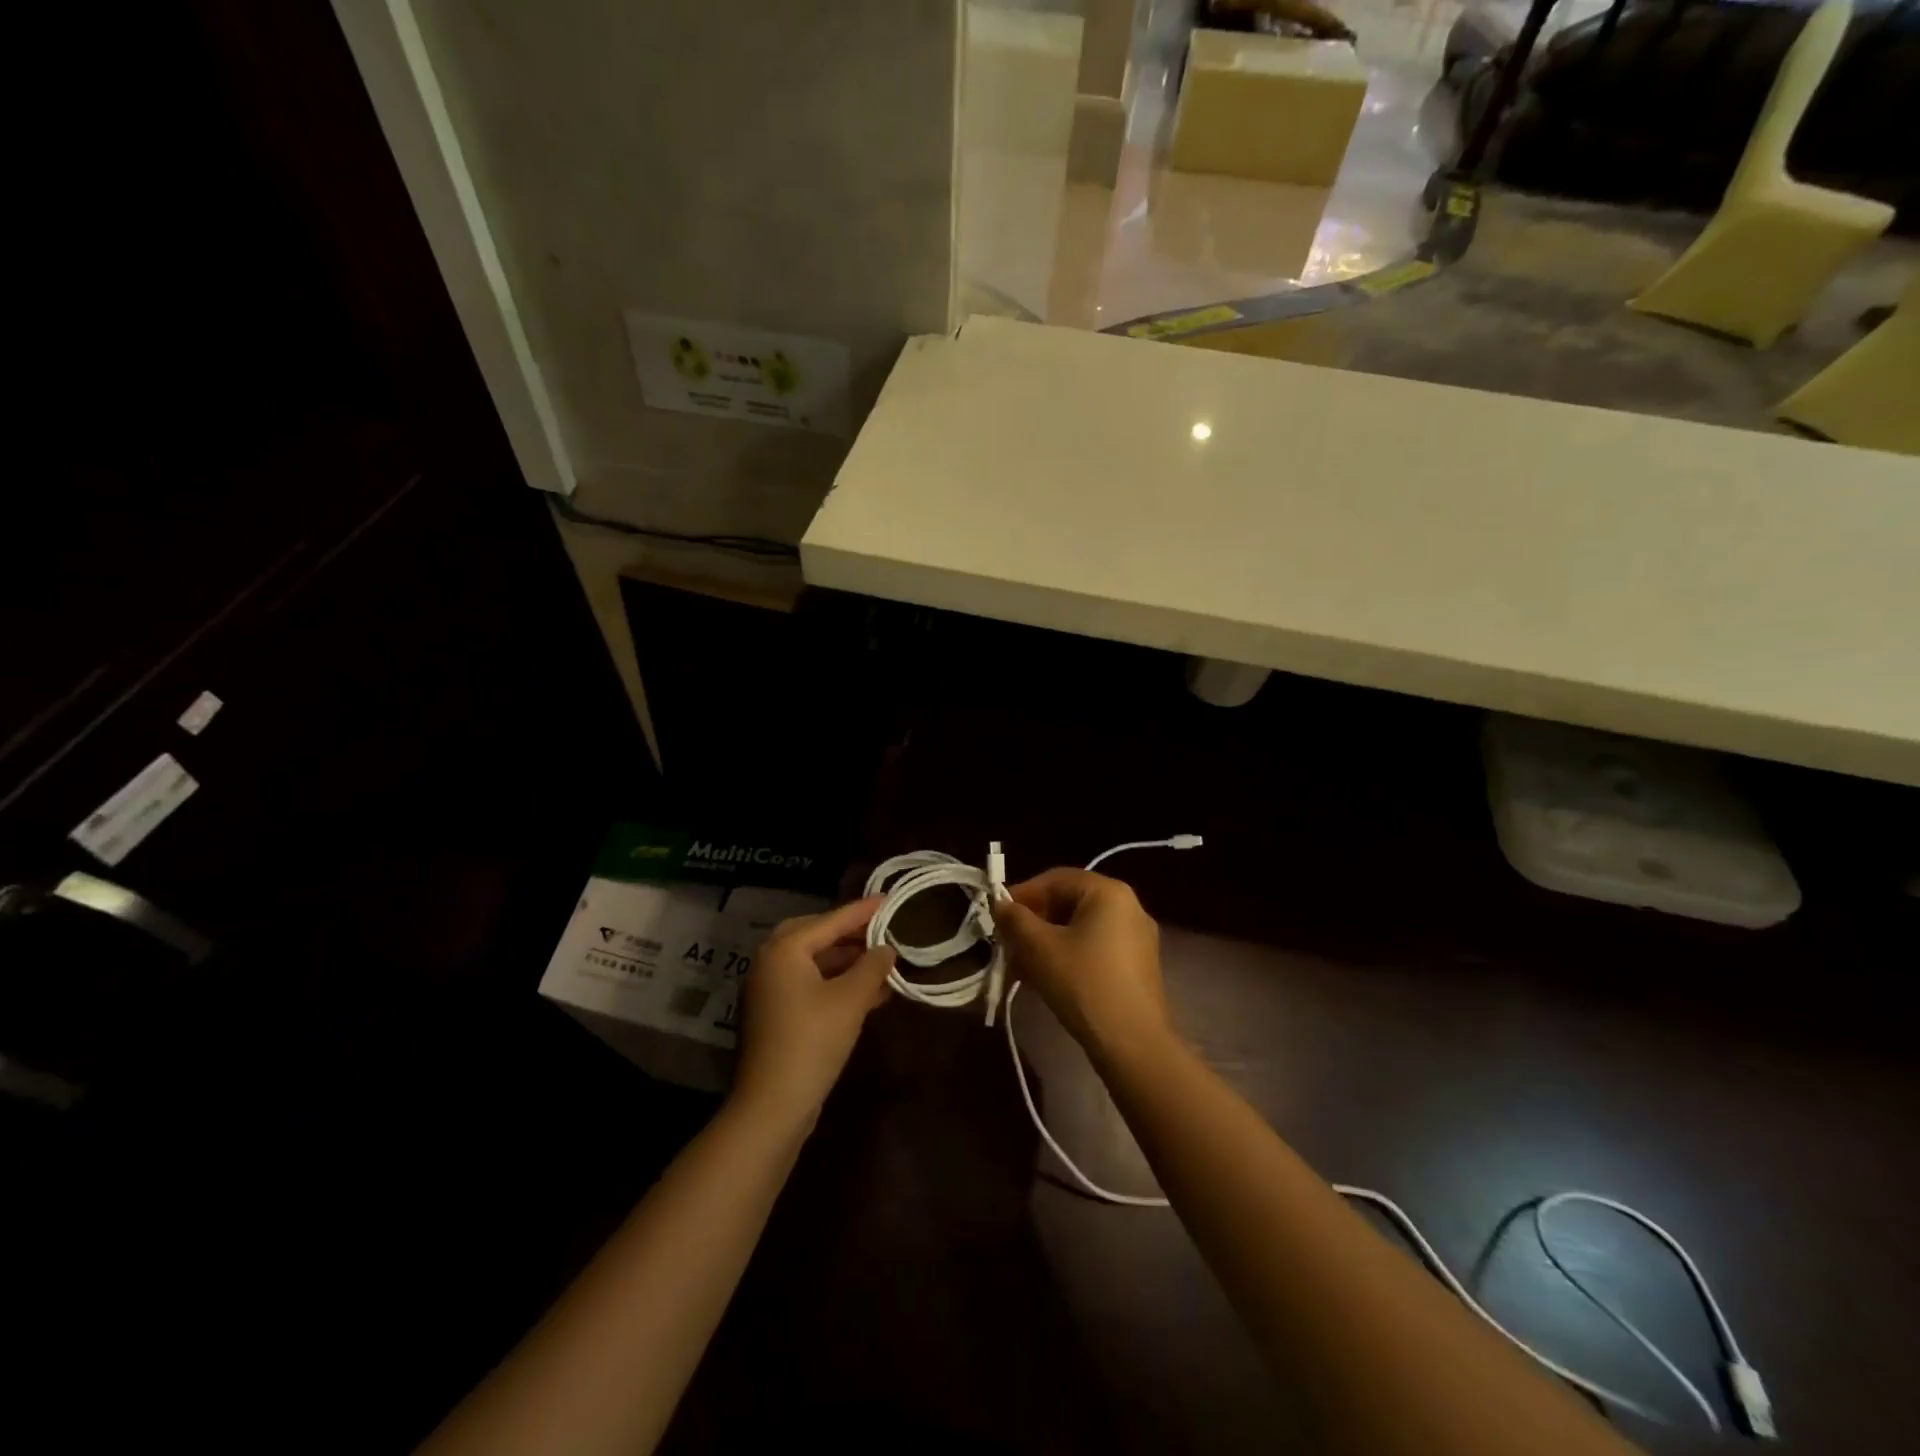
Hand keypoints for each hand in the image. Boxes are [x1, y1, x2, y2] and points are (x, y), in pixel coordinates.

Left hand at [732, 897, 894, 1121]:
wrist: (772, 1105)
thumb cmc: (812, 1041)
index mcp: (785, 949)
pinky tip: (870, 992)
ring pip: (815, 962)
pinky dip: (838, 983)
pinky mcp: (777, 1015)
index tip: (890, 899)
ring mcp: (771, 990)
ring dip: (848, 961)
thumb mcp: (851, 999)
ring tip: (884, 961)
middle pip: (817, 935)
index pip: (831, 920)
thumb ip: (872, 966)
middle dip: (851, 934)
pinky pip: (811, 985)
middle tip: (882, 929)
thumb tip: (887, 948)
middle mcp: (771, 962)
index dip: (863, 910)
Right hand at [993, 869, 1172, 1058]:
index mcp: (1109, 892)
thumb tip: (999, 904)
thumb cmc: (1084, 984)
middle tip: (1007, 945)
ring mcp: (1136, 938)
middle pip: (1068, 903)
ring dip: (1046, 943)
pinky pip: (1094, 948)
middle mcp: (1128, 907)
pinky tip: (1045, 980)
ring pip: (1079, 929)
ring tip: (1020, 968)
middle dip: (1033, 923)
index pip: (1056, 879)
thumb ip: (1015, 920)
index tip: (997, 916)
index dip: (1022, 894)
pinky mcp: (1137, 966)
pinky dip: (1067, 956)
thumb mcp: (1040, 949)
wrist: (1134, 1044)